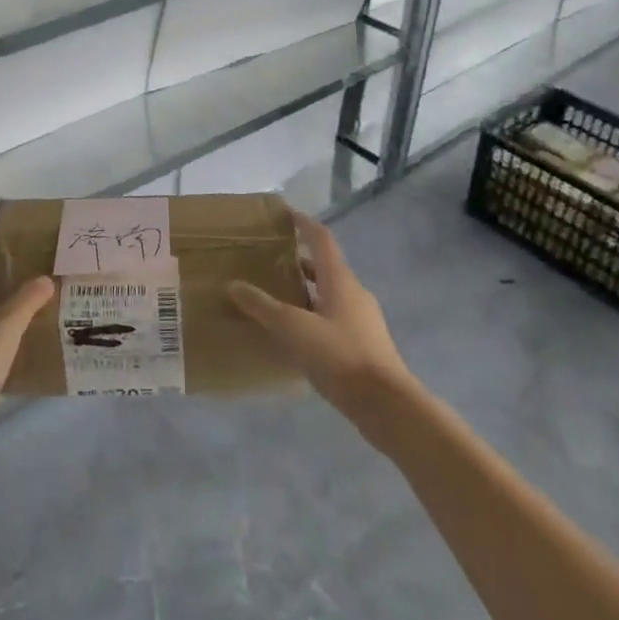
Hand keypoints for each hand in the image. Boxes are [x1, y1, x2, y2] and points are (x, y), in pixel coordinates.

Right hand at [227, 211, 410, 410]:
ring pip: (328, 296)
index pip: (321, 239)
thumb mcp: (292, 328)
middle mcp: (354, 293)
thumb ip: (261, 306)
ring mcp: (362, 321)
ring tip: (275, 298)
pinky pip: (333, 320)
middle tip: (268, 261)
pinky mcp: (364, 346)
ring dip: (304, 292)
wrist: (386, 405)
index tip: (285, 214)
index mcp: (340, 279)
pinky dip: (312, 318)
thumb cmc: (339, 355)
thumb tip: (232, 284)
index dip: (303, 223)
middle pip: (324, 267)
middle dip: (298, 261)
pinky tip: (293, 336)